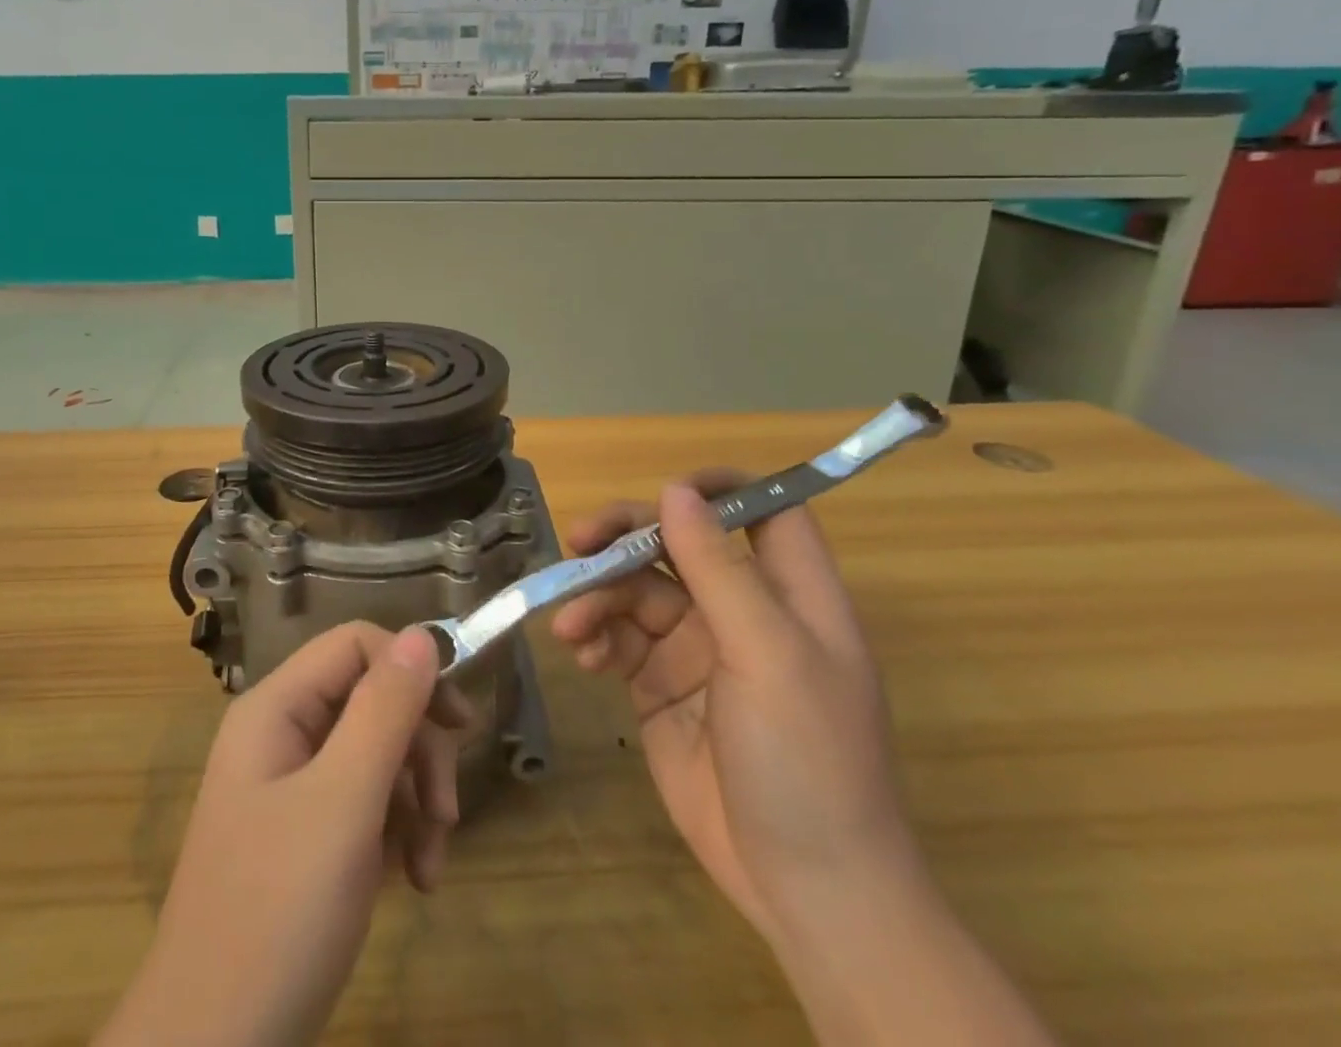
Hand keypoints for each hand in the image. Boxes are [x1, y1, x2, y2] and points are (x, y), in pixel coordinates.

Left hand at [96, 623, 469, 1046]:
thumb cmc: (277, 913)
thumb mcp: (343, 803)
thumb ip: (384, 711)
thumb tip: (422, 634)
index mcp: (276, 708)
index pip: (355, 645)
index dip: (410, 669)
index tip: (459, 722)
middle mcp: (282, 735)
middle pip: (371, 700)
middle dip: (420, 749)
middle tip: (447, 810)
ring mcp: (292, 788)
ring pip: (377, 754)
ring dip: (417, 799)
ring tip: (432, 863)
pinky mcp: (306, 837)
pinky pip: (366, 803)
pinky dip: (400, 833)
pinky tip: (416, 879)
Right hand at [553, 475, 922, 944]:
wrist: (805, 891)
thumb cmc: (807, 760)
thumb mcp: (766, 654)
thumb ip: (718, 569)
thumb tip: (675, 491)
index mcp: (790, 593)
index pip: (764, 510)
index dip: (720, 489)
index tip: (664, 490)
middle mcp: (742, 610)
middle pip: (678, 543)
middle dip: (626, 538)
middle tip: (578, 542)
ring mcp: (697, 649)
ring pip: (637, 590)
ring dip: (599, 597)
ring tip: (573, 627)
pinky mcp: (659, 686)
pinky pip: (619, 639)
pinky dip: (596, 638)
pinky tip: (583, 655)